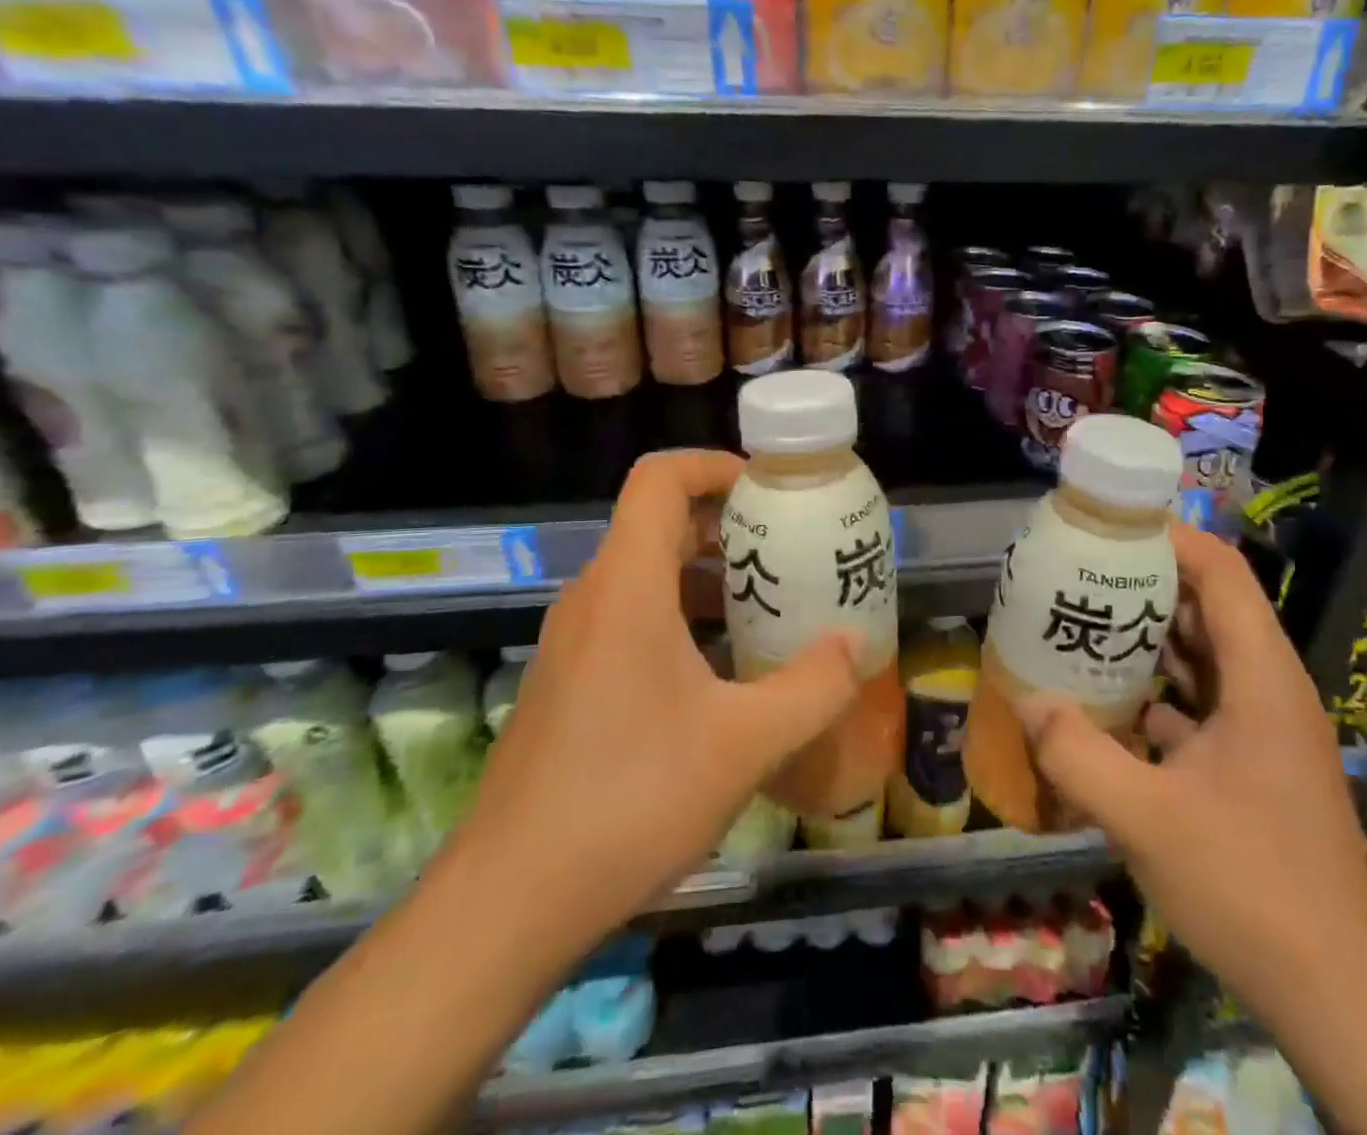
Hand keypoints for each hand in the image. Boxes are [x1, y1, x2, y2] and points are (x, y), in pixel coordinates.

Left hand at [458, 450, 861, 953]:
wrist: (509, 901)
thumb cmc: (629, 800)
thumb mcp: (743, 743)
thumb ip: (813, 687)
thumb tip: (857, 645)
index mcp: (626, 586)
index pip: (659, 478)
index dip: (715, 465)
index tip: (771, 491)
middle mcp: (593, 597)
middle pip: (659, 522)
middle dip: (729, 527)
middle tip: (790, 553)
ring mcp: (574, 640)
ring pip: (647, 574)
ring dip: (709, 578)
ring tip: (769, 610)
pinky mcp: (570, 680)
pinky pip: (632, 618)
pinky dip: (683, 619)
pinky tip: (724, 674)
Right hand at [1018, 521, 1366, 1021]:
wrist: (1335, 994)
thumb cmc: (1249, 887)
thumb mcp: (1146, 819)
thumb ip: (1078, 754)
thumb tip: (1027, 700)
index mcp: (1261, 680)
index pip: (1223, 574)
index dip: (1172, 538)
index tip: (1112, 524)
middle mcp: (1270, 690)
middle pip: (1211, 607)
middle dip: (1148, 582)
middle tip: (1082, 570)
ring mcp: (1265, 729)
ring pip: (1206, 656)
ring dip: (1151, 636)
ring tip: (1086, 620)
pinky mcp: (1254, 763)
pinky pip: (1203, 701)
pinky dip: (1159, 689)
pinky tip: (1109, 701)